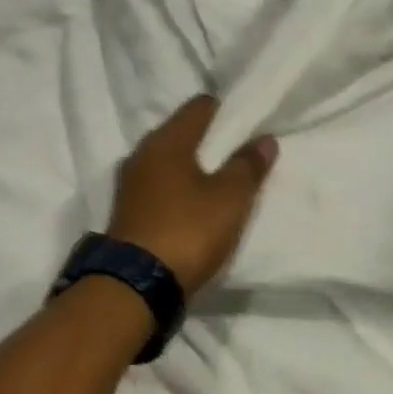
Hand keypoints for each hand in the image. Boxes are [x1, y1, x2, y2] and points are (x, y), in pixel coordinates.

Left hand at [107, 96, 278, 298]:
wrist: (135, 287)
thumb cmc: (188, 230)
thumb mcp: (230, 198)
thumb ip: (248, 165)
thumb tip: (264, 140)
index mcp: (167, 140)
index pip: (201, 106)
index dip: (228, 112)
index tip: (250, 127)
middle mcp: (143, 153)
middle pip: (183, 132)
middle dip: (212, 141)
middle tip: (241, 156)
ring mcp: (131, 183)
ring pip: (171, 162)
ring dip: (194, 168)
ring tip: (222, 183)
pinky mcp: (128, 211)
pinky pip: (160, 187)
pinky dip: (180, 190)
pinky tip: (197, 206)